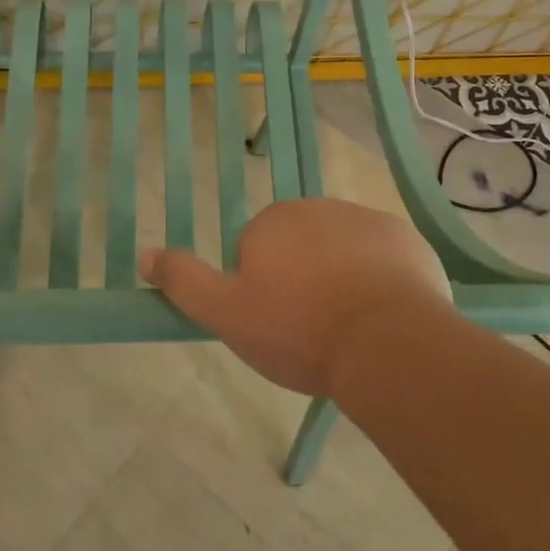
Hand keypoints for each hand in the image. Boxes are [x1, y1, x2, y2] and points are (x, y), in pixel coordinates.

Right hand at [140, 198, 452, 395]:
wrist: (386, 343)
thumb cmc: (298, 330)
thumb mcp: (226, 314)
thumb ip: (184, 281)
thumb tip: (144, 253)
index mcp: (273, 221)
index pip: (255, 251)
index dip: (261, 290)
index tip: (276, 323)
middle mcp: (317, 207)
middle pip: (300, 246)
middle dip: (301, 277)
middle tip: (310, 327)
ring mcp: (366, 219)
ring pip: (341, 250)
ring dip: (340, 277)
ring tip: (348, 326)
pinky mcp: (405, 238)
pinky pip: (382, 257)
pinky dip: (379, 278)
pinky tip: (382, 315)